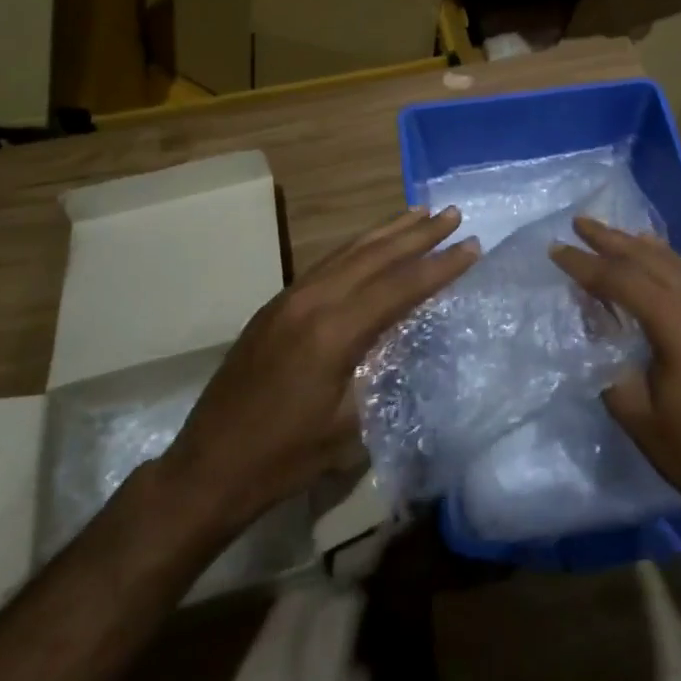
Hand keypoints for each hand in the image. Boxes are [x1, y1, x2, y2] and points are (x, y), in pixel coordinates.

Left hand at [156, 207, 478, 535]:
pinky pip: (327, 264)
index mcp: (333, 332)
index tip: (473, 245)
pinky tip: (372, 246)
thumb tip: (409, 342)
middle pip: (374, 256)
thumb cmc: (284, 459)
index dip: (440, 266)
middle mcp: (311, 301)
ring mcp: (289, 299)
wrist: (207, 468)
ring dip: (387, 232)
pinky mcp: (275, 306)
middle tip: (452, 213)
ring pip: (348, 252)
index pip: (399, 287)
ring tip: (419, 212)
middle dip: (417, 234)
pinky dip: (358, 248)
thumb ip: (383, 375)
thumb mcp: (349, 428)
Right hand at [551, 216, 680, 533]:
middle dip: (610, 240)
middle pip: (651, 259)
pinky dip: (665, 261)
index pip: (623, 281)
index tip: (556, 250)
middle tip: (578, 222)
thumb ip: (605, 353)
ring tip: (606, 233)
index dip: (586, 265)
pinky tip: (650, 255)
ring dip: (637, 246)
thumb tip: (590, 313)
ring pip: (675, 262)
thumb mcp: (632, 409)